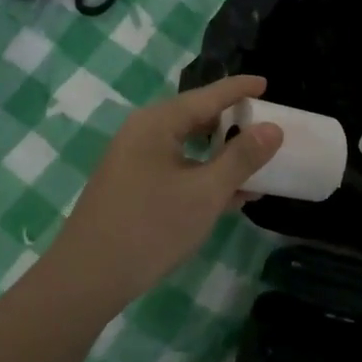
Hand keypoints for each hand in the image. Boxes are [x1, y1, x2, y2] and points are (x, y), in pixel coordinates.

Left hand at [39, 75, 283, 312]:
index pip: (207, 95)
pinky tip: (230, 196)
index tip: (267, 83)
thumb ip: (242, 158)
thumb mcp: (206, 193)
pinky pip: (176, 168)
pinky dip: (203, 175)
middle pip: (196, 117)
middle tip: (266, 128)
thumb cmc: (151, 228)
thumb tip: (273, 128)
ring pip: (187, 147)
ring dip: (221, 156)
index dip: (239, 89)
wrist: (88, 278)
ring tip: (256, 166)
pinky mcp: (132, 186)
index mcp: (157, 123)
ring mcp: (134, 161)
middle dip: (232, 124)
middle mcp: (142, 133)